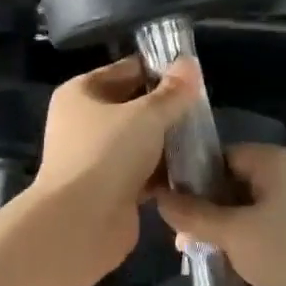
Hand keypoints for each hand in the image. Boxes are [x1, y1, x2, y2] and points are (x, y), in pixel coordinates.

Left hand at [29, 56, 200, 269]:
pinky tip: (193, 169)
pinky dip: (162, 171)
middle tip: (203, 109)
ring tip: (204, 138)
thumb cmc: (108, 154)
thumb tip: (189, 63)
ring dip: (167, 142)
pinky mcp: (109, 188)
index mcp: (81, 93)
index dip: (158, 70)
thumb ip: (172, 92)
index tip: (193, 76)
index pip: (126, 70)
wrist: (80, 223)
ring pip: (139, 141)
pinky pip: (142, 171)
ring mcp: (95, 157)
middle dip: (166, 109)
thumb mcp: (146, 115)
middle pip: (133, 106)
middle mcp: (83, 121)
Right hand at [155, 145, 285, 285]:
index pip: (222, 155)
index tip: (165, 198)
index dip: (191, 174)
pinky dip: (244, 246)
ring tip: (192, 254)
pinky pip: (265, 234)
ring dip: (222, 231)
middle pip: (234, 184)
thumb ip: (194, 214)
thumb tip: (160, 197)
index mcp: (275, 161)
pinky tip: (223, 267)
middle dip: (204, 208)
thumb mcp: (233, 233)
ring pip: (248, 212)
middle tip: (176, 234)